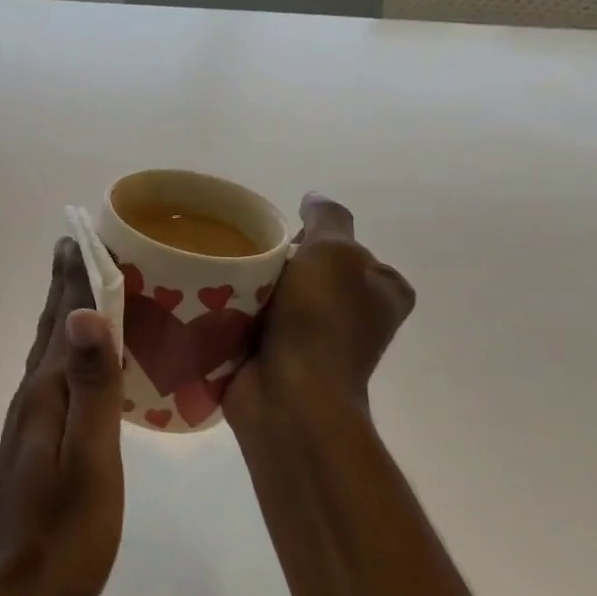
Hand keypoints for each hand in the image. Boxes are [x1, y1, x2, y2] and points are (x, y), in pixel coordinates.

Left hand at [0, 238, 125, 595]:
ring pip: (50, 350)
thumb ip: (90, 387)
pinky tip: (77, 361)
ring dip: (63, 312)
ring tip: (79, 288)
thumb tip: (85, 313)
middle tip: (77, 243)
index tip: (85, 233)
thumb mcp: (89, 461)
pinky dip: (68, 350)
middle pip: (51, 326)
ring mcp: (30, 420)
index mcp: (47, 392)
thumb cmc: (63, 534)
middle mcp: (33, 396)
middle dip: (65, 283)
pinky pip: (55, 376)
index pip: (66, 318)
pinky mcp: (35, 442)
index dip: (77, 277)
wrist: (12, 595)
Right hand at [223, 193, 414, 436]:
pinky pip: (253, 320)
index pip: (345, 248)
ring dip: (250, 286)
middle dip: (276, 261)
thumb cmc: (320, 321)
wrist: (289, 396)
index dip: (311, 238)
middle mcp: (355, 316)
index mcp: (383, 292)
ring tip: (222, 277)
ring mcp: (316, 341)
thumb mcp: (334, 253)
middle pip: (306, 269)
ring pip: (276, 294)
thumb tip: (313, 199)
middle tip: (245, 257)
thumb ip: (327, 218)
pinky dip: (235, 312)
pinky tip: (213, 302)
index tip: (280, 241)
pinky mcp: (279, 357)